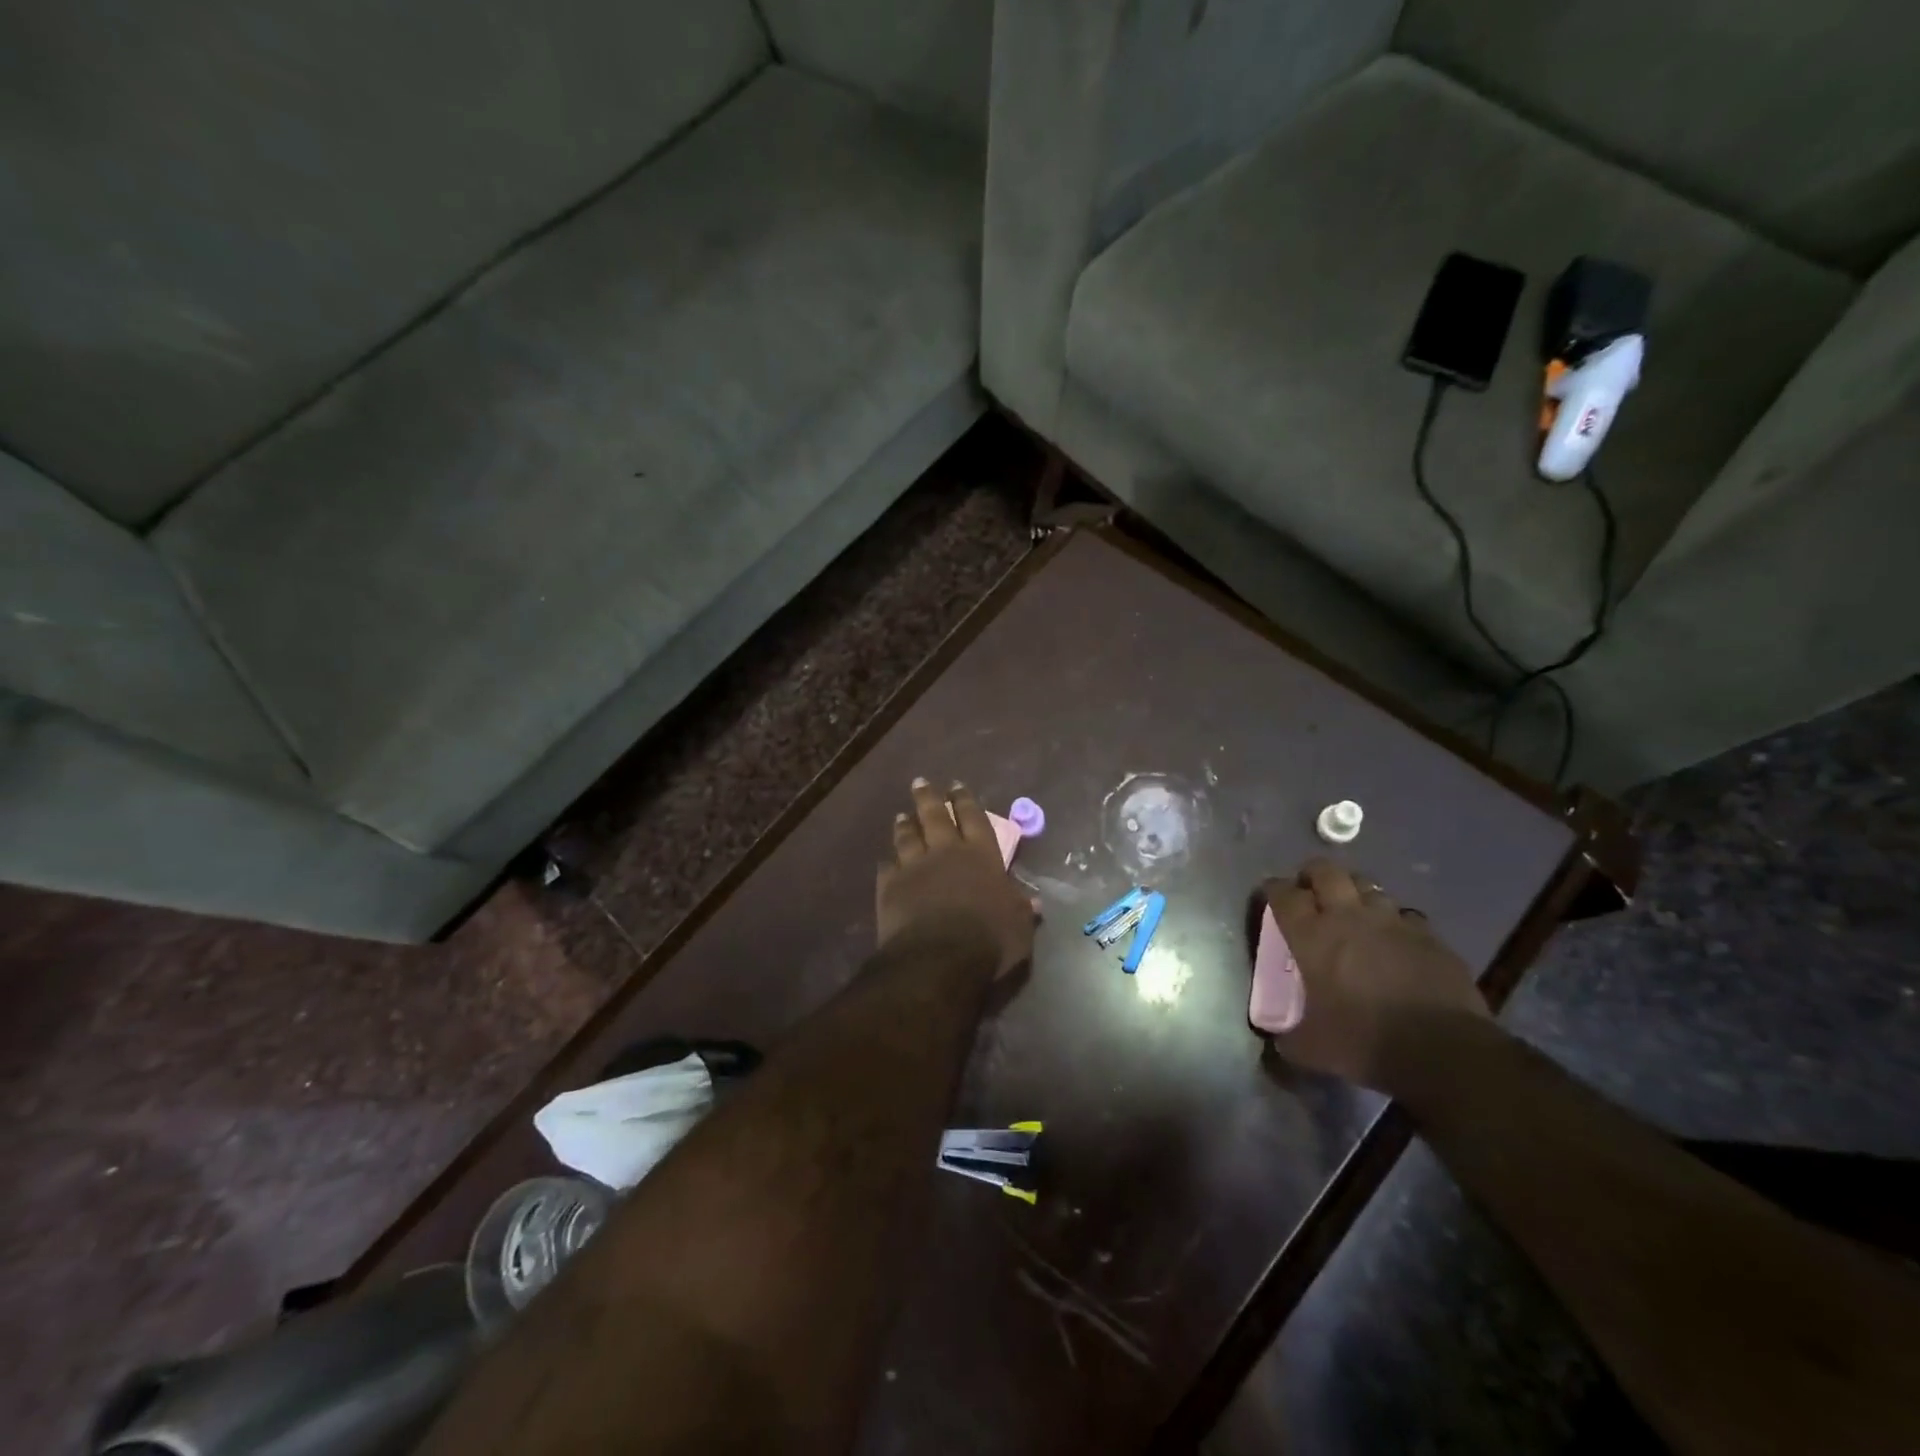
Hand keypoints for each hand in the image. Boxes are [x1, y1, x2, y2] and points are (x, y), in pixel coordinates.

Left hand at [877, 779, 1037, 981]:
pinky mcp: (890, 887)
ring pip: (907, 837)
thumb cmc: (989, 940)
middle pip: (935, 817)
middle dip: (929, 798)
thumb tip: (1034, 902)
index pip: (974, 818)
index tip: (957, 786)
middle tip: (920, 782)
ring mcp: (914, 867)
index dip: (965, 801)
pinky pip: (887, 867)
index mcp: (981, 855)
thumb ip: (1022, 909)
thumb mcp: (1019, 927)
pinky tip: (886, 860)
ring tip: (902, 815)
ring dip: (905, 824)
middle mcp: (946, 852)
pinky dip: (888, 862)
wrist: (938, 958)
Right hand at [1262, 859, 1488, 1092]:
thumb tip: (1278, 1041)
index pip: (1283, 895)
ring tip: (1354, 911)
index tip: (1270, 894)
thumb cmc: (1364, 1041)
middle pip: (1327, 872)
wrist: (1443, 1050)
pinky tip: (1396, 940)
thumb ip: (1288, 1039)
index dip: (1273, 889)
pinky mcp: (1429, 936)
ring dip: (1356, 893)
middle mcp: (1349, 917)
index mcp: (1312, 937)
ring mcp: (1393, 922)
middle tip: (1310, 889)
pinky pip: (1406, 915)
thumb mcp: (1311, 1050)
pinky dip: (1395, 922)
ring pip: (1369, 887)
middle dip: (1314, 874)